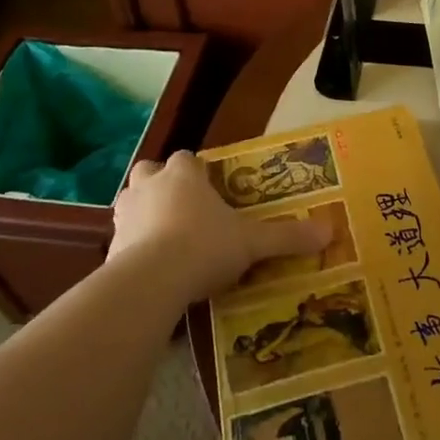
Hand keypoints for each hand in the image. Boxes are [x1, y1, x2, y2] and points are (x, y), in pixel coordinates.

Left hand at [108, 151, 330, 303]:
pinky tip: (149, 270)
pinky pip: (122, 238)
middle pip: (150, 171)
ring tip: (164, 238)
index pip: (187, 159)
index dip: (197, 171)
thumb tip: (329, 231)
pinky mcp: (109, 246)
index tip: (210, 189)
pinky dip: (132, 247)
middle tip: (181, 208)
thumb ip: (286, 236)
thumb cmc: (204, 246)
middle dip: (161, 184)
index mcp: (184, 174)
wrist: (151, 281)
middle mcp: (150, 184)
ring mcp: (125, 213)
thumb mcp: (251, 243)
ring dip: (144, 212)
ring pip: (131, 201)